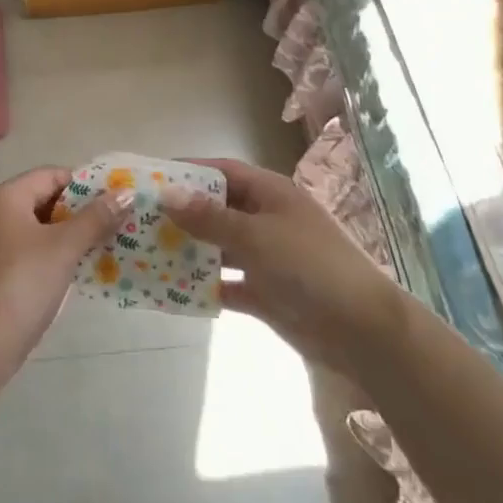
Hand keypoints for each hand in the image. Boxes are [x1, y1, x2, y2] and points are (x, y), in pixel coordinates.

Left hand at [0, 167, 130, 385]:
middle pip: (45, 201)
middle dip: (82, 212)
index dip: (85, 185)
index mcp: (4, 198)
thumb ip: (96, 218)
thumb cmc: (21, 285)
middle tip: (118, 224)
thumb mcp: (63, 248)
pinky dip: (55, 257)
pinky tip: (81, 272)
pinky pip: (31, 253)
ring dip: (72, 237)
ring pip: (40, 230)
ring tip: (108, 247)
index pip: (51, 175)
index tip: (116, 200)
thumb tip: (126, 193)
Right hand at [164, 158, 400, 378]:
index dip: (188, 171)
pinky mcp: (266, 292)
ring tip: (147, 253)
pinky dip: (204, 286)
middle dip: (182, 214)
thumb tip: (167, 194)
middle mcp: (266, 219)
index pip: (222, 172)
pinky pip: (227, 283)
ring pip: (219, 247)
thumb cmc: (310, 266)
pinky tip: (174, 291)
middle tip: (140, 220)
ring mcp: (267, 256)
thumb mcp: (256, 236)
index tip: (151, 177)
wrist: (362, 331)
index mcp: (270, 193)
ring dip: (190, 250)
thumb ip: (210, 218)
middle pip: (217, 209)